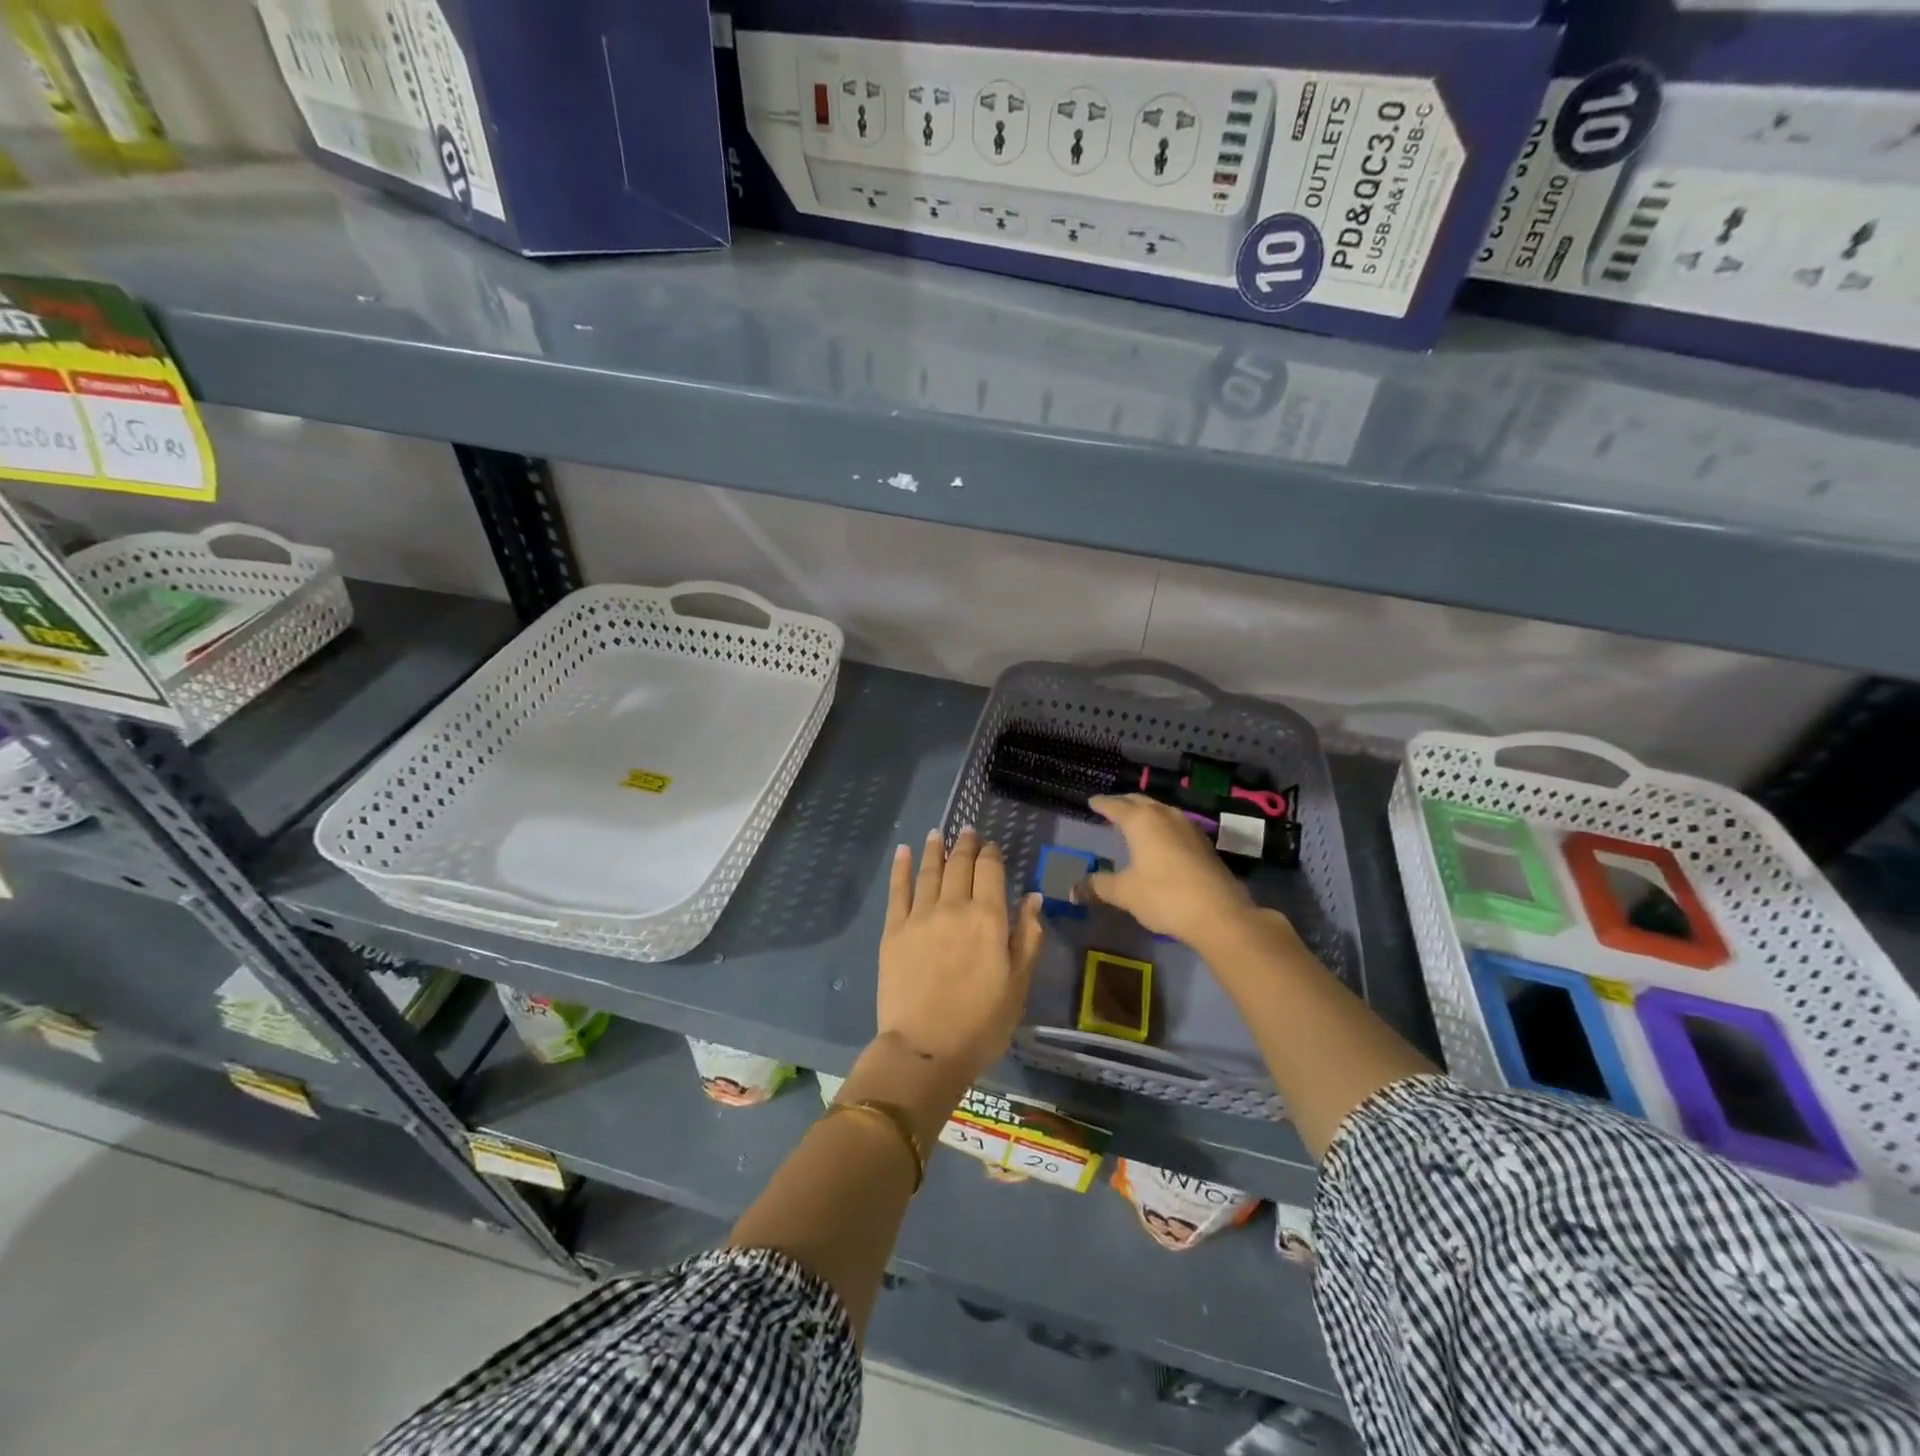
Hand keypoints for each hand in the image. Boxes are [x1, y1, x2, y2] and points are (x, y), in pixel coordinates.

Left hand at [877, 828, 1043, 1082]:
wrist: (925, 1049)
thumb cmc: (981, 1024)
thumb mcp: (1019, 985)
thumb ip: (1028, 937)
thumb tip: (1033, 898)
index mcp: (989, 918)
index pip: (991, 871)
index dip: (991, 854)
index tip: (991, 846)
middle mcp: (954, 907)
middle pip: (960, 865)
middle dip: (965, 845)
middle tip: (967, 831)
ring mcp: (920, 916)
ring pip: (929, 871)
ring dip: (935, 849)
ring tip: (938, 833)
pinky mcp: (893, 930)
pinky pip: (897, 890)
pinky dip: (901, 868)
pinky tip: (902, 851)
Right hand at [1086, 794, 1260, 947]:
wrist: (1220, 914)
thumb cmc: (1164, 896)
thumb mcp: (1125, 892)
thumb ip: (1098, 886)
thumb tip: (1073, 890)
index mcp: (1141, 821)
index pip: (1115, 805)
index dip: (1101, 804)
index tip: (1091, 801)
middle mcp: (1165, 816)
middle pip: (1140, 801)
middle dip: (1123, 803)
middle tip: (1110, 807)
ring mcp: (1189, 827)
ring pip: (1161, 811)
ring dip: (1145, 813)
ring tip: (1133, 822)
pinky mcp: (1204, 844)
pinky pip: (1175, 825)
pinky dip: (1161, 826)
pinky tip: (1160, 840)